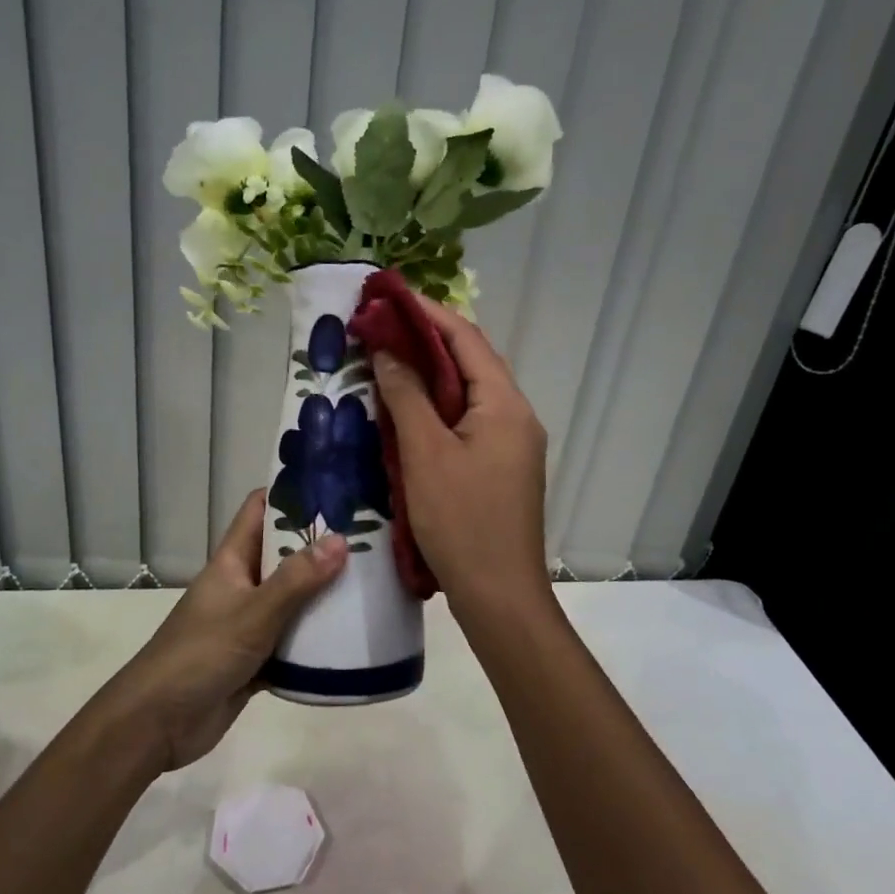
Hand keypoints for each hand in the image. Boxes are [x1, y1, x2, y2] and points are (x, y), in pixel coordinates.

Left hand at [97, 491, 345, 772]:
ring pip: (292, 600)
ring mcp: (248, 623)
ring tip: (373, 582)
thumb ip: (296, 580)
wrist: (157, 724)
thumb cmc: (200, 655)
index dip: (292, 494)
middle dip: (321, 546)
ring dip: (324, 595)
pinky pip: (292, 641)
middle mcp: (241, 585)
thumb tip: (340, 539)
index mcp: (232, 562)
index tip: (335, 487)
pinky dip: (316, 640)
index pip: (260, 511)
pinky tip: (352, 638)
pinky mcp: (256, 659)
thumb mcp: (253, 613)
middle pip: (284, 555)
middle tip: (372, 538)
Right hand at [371, 298, 551, 618]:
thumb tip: (387, 351)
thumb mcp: (425, 454)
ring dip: (428, 376)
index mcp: (505, 404)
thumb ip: (406, 397)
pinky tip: (405, 413)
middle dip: (425, 342)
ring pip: (466, 394)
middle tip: (379, 329)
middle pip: (469, 363)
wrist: (499, 596)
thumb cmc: (462, 521)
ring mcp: (510, 444)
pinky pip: (466, 422)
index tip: (388, 298)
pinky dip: (435, 409)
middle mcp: (515, 416)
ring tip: (385, 362)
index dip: (427, 314)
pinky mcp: (499, 468)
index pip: (466, 340)